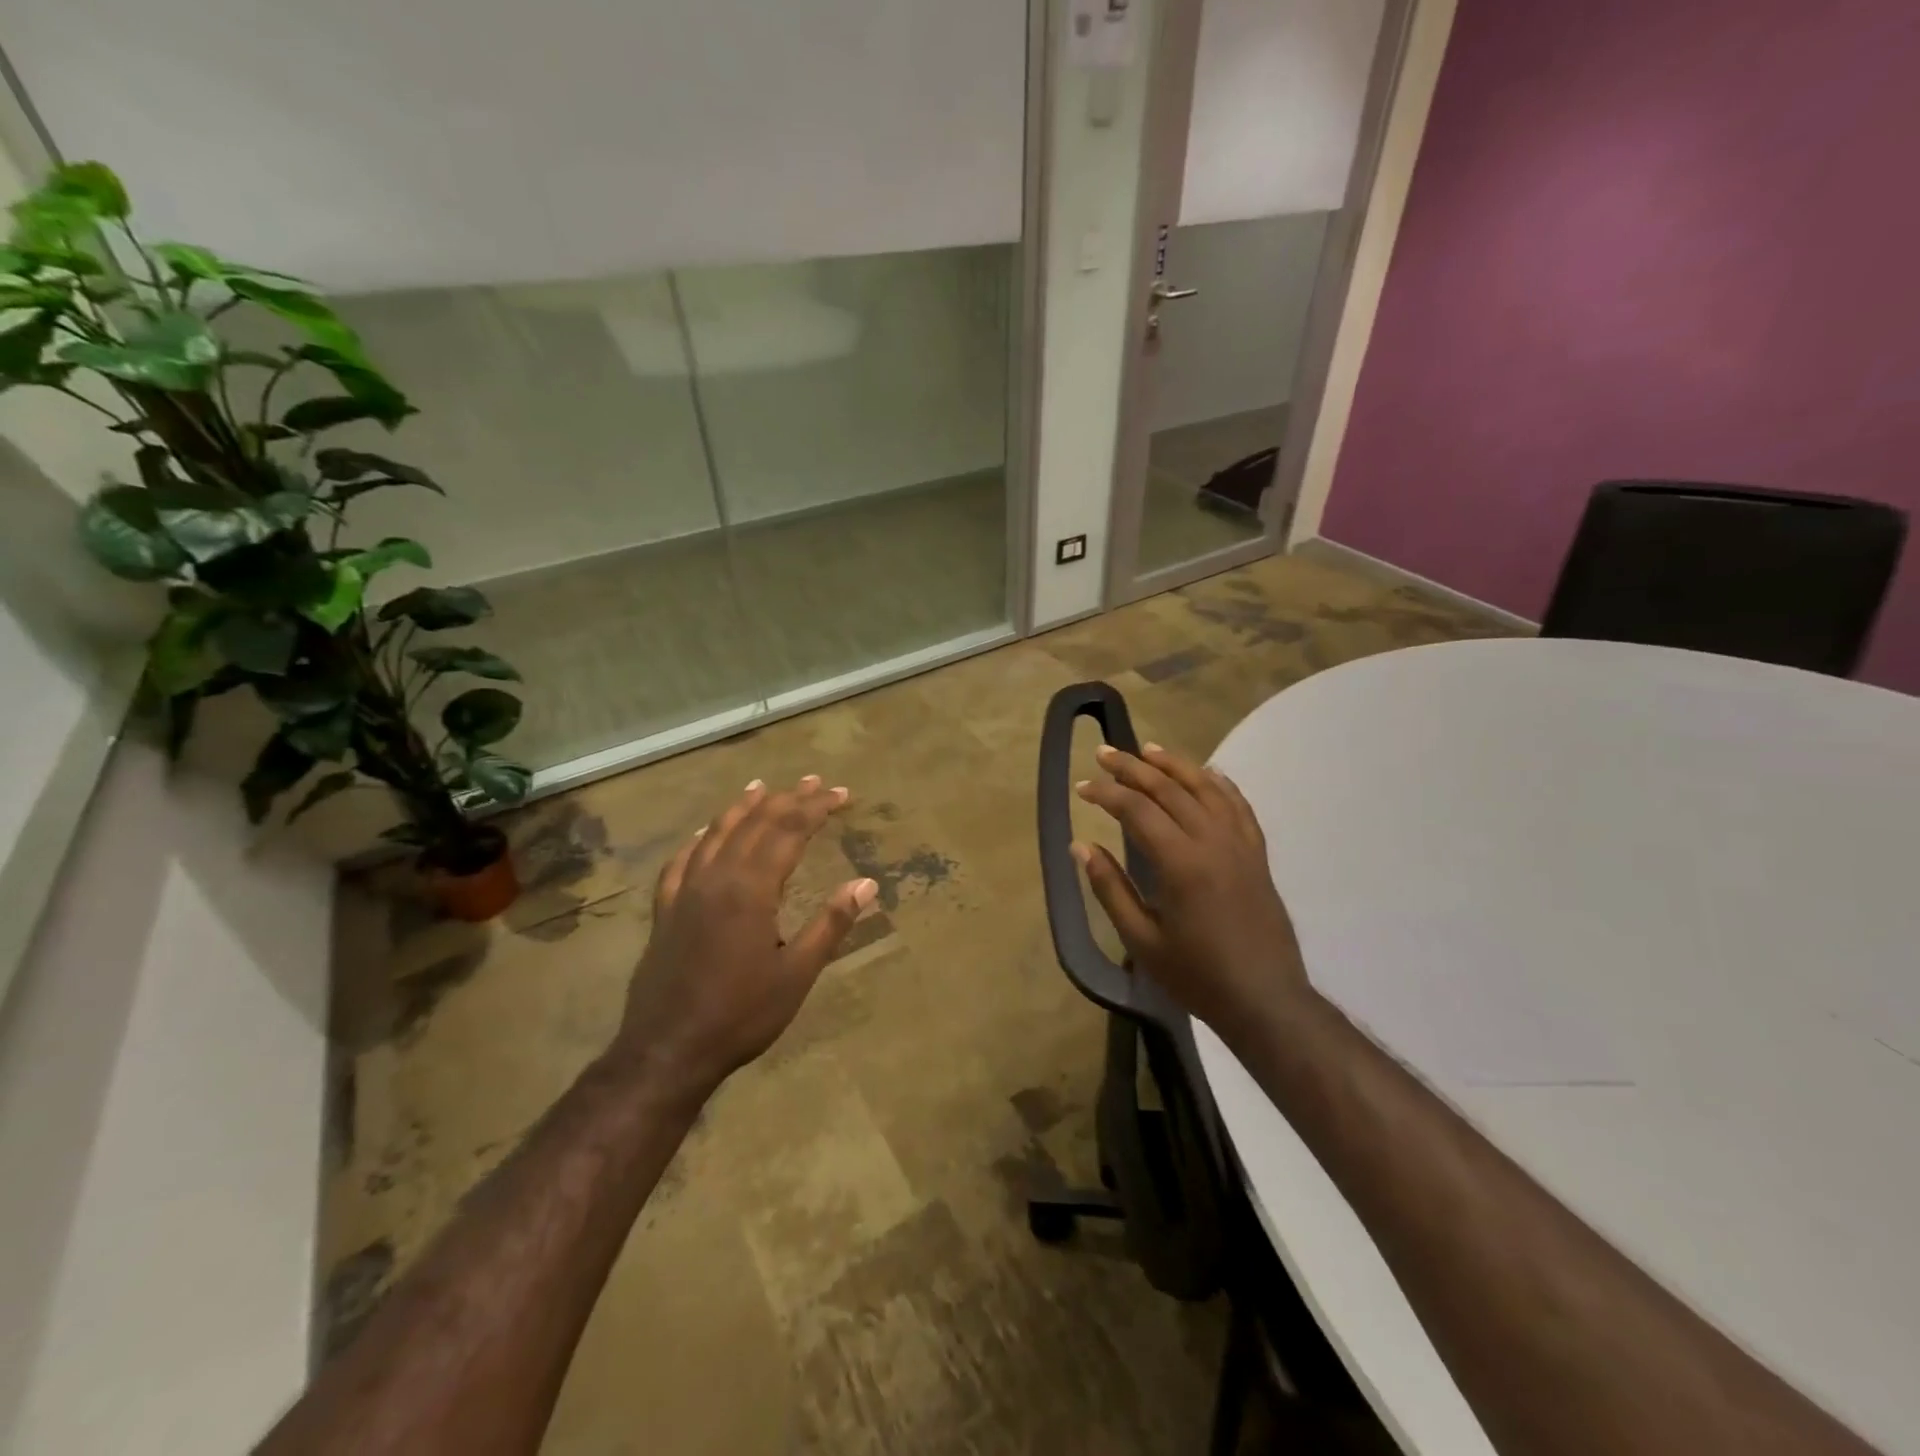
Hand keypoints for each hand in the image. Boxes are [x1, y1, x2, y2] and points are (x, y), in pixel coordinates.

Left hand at [610, 775, 877, 1095]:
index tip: (842, 794)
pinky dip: (699, 838)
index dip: (817, 808)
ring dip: (743, 807)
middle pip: (756, 823)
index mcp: (752, 889)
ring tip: (762, 787)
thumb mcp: (798, 973)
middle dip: (788, 799)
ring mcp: (686, 891)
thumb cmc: (741, 1014)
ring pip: (717, 833)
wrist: (668, 1050)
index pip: (789, 830)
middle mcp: (717, 877)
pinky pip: (682, 860)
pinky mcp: (666, 909)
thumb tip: (866, 883)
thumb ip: (831, 923)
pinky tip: (705, 832)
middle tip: (815, 782)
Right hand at [1073, 742, 1310, 1034]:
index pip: (1137, 810)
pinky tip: (1206, 773)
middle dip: (1133, 767)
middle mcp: (1212, 841)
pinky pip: (1238, 805)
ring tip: (1148, 750)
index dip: (1106, 793)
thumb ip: (1110, 888)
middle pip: (1169, 789)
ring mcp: (1240, 844)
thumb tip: (1081, 847)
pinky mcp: (1257, 854)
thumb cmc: (1197, 975)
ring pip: (1206, 788)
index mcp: (1180, 863)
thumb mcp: (1142, 941)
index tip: (1082, 787)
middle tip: (1104, 752)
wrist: (1265, 1000)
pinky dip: (1218, 783)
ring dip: (1174, 765)